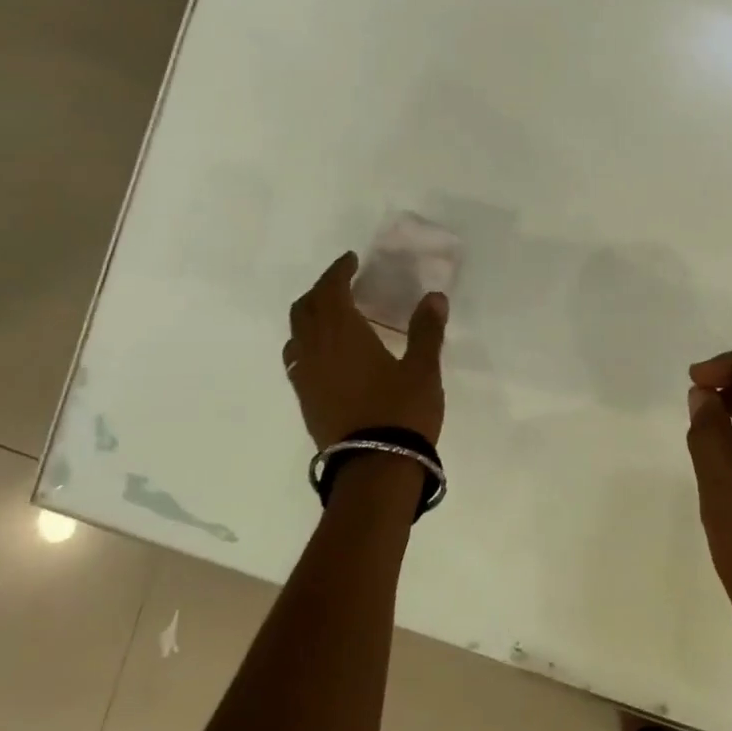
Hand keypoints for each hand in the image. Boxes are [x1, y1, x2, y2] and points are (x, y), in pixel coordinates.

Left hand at [284, 253, 447, 447]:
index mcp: (342, 334)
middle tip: (343, 283)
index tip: (351, 260)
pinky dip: (307, 342)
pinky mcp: (306, 400)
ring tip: (333, 314)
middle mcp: (315, 350)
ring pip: (296, 333)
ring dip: (310, 314)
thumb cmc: (401, 412)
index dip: (338, 271)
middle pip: (305, 308)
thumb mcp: (422, 369)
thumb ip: (426, 330)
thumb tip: (435, 297)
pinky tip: (326, 352)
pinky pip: (297, 358)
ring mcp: (305, 377)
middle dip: (321, 289)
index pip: (330, 290)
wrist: (374, 470)